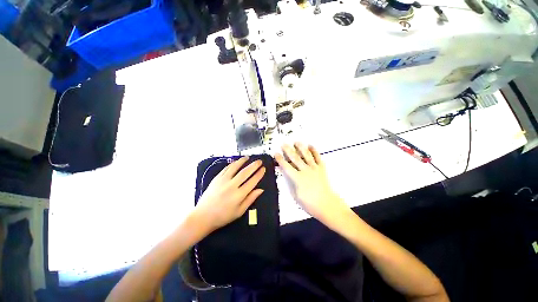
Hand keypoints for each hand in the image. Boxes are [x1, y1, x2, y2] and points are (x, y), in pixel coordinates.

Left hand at [193, 157, 265, 232]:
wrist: (203, 216)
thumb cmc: (223, 216)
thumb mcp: (239, 211)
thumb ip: (250, 199)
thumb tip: (261, 190)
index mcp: (239, 195)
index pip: (252, 181)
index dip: (259, 174)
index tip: (263, 169)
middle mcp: (231, 186)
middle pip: (245, 172)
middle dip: (254, 165)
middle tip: (259, 161)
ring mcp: (223, 181)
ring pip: (235, 167)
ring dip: (242, 161)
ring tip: (248, 157)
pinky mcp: (216, 178)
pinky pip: (226, 168)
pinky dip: (232, 164)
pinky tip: (236, 162)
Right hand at [274, 143, 347, 222]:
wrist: (326, 204)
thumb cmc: (308, 202)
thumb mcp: (295, 194)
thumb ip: (290, 182)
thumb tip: (285, 173)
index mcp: (297, 178)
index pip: (286, 166)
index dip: (280, 160)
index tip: (276, 154)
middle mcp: (305, 170)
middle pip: (295, 158)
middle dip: (288, 150)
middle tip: (283, 144)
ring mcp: (314, 168)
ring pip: (306, 155)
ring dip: (300, 148)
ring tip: (296, 142)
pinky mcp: (321, 168)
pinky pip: (317, 157)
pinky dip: (314, 151)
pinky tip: (310, 145)